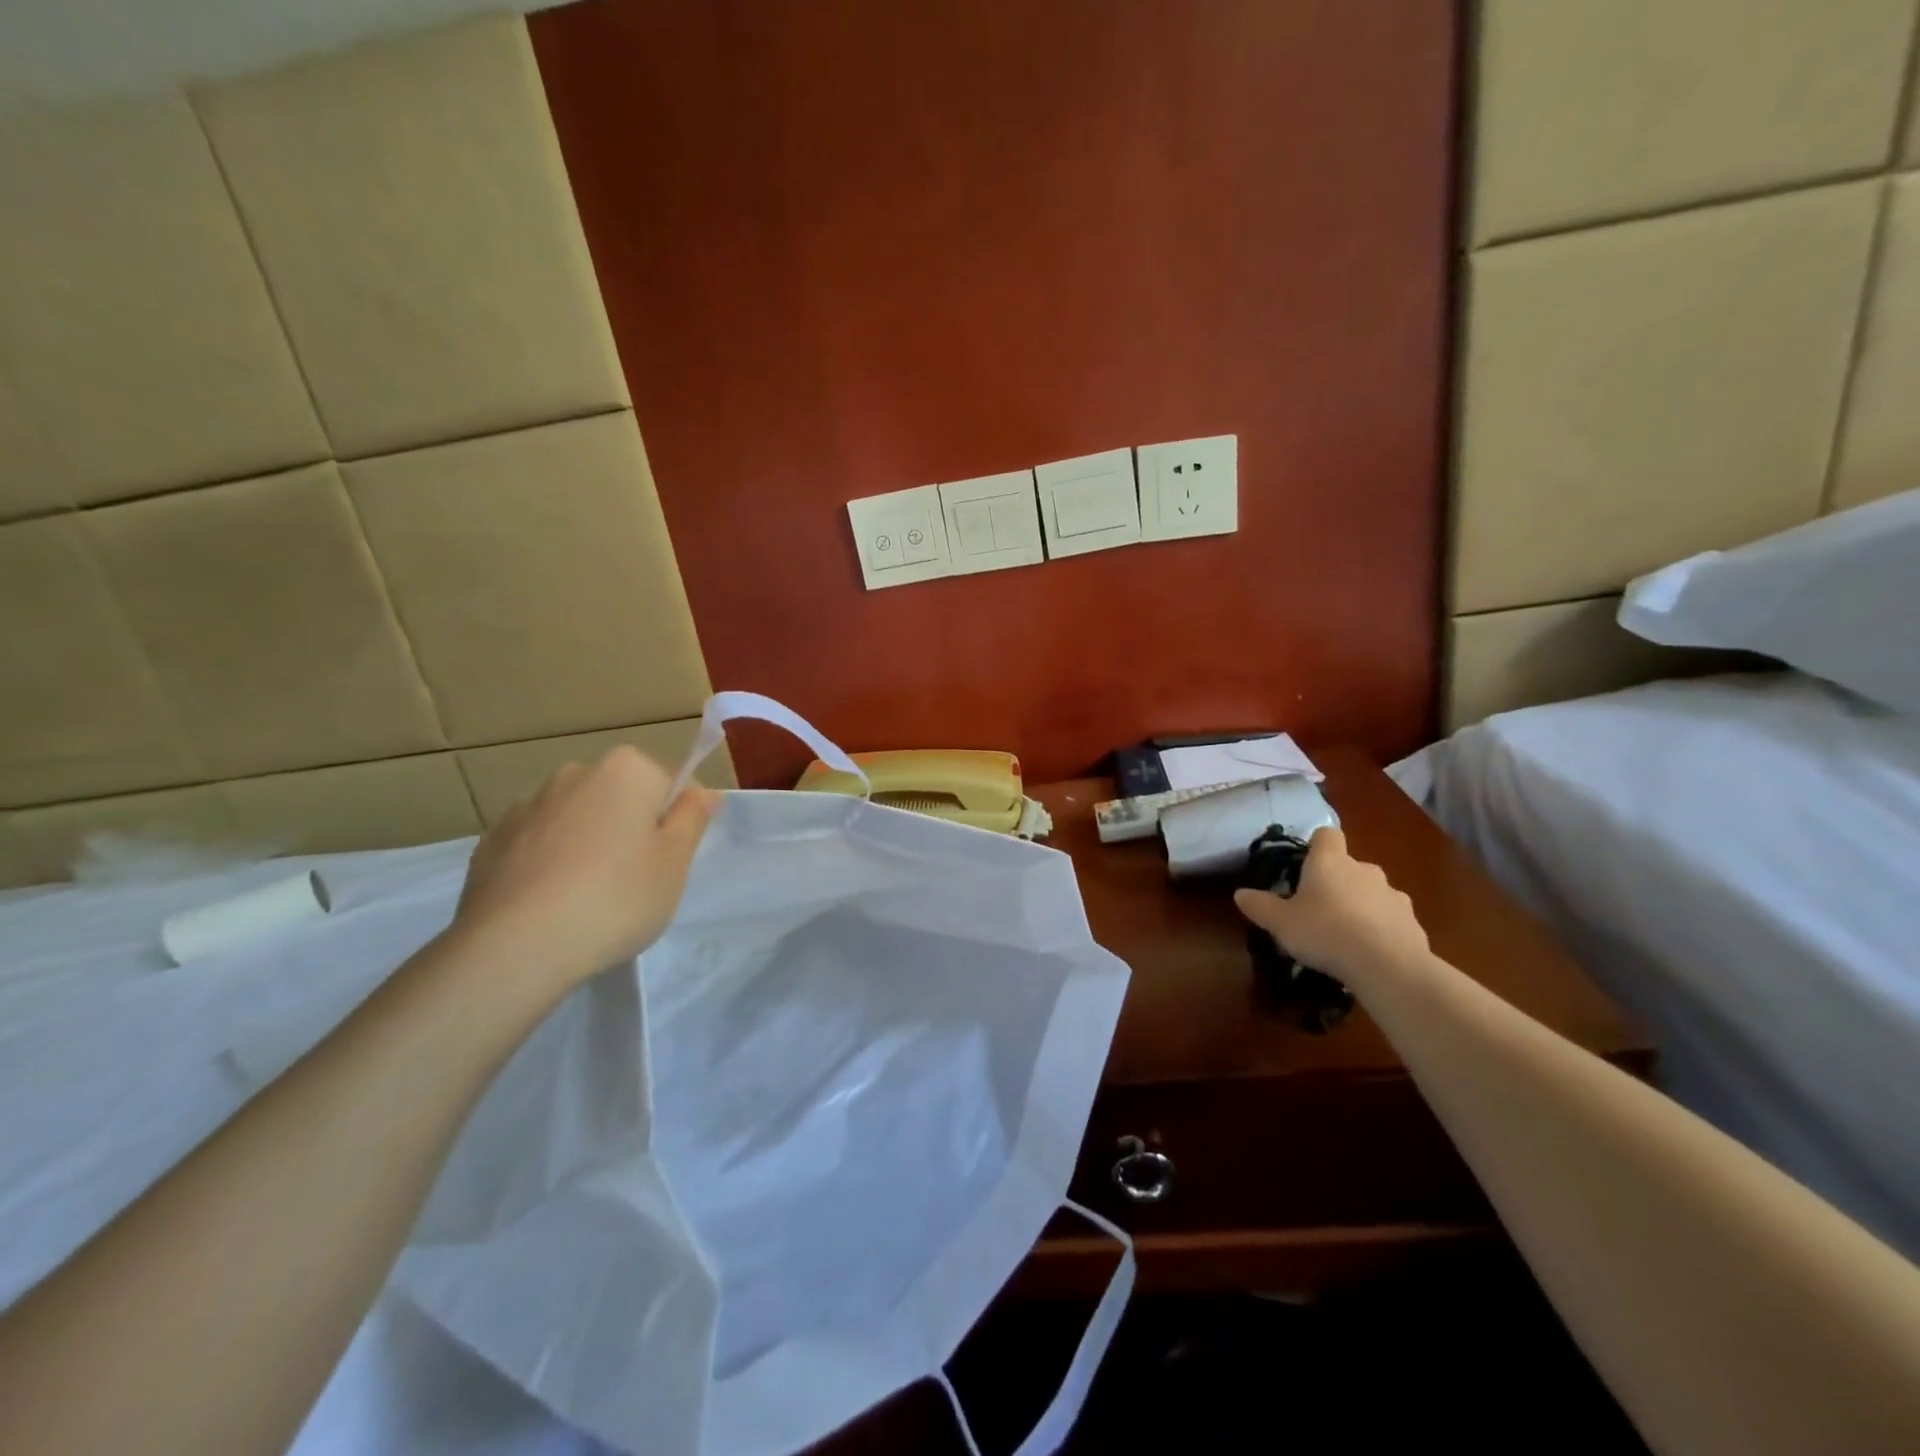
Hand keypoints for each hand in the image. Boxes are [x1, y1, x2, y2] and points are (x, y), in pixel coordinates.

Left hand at [450, 746, 716, 994]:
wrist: (514, 948)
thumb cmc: (616, 899)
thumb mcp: (675, 863)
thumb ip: (692, 818)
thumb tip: (701, 791)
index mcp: (626, 770)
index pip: (671, 782)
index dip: (677, 820)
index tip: (671, 859)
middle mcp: (575, 774)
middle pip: (621, 797)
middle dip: (631, 828)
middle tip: (637, 880)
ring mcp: (526, 806)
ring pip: (578, 819)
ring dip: (589, 843)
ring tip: (589, 898)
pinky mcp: (491, 842)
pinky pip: (538, 844)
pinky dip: (549, 863)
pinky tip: (551, 903)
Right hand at [1233, 826, 1428, 983]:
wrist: (1387, 965)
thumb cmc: (1324, 932)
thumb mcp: (1280, 922)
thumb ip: (1259, 906)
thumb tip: (1239, 894)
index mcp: (1329, 861)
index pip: (1327, 835)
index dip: (1317, 846)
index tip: (1306, 866)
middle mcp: (1363, 869)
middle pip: (1349, 866)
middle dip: (1337, 882)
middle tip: (1319, 909)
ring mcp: (1392, 894)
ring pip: (1372, 892)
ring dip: (1360, 906)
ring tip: (1345, 935)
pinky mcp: (1412, 921)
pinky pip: (1390, 918)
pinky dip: (1381, 929)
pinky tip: (1369, 953)